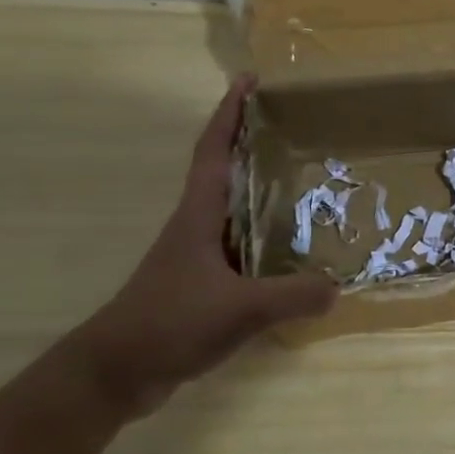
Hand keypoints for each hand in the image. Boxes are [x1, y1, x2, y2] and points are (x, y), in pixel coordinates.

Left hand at [75, 78, 336, 414]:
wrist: (116, 372)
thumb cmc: (169, 323)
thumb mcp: (240, 309)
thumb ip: (293, 296)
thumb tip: (338, 286)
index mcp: (199, 217)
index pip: (214, 152)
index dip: (230, 115)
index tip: (250, 81)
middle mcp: (198, 228)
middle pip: (228, 173)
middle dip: (255, 146)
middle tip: (299, 131)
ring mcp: (198, 258)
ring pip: (237, 213)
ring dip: (265, 194)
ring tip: (309, 186)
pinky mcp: (203, 285)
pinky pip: (244, 250)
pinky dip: (268, 241)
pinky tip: (294, 254)